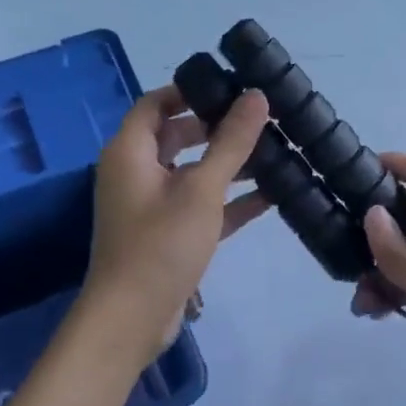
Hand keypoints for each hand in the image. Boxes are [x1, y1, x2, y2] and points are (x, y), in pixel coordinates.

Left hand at [80, 85, 271, 365]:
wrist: (132, 319)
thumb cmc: (160, 244)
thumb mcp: (201, 189)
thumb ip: (230, 142)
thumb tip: (256, 97)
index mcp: (130, 152)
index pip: (156, 103)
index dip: (189, 90)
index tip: (231, 86)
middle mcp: (136, 172)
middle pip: (177, 135)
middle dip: (218, 127)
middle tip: (261, 119)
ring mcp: (152, 205)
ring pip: (193, 171)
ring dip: (229, 164)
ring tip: (275, 152)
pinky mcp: (168, 234)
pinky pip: (201, 204)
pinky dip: (229, 198)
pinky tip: (271, 195)